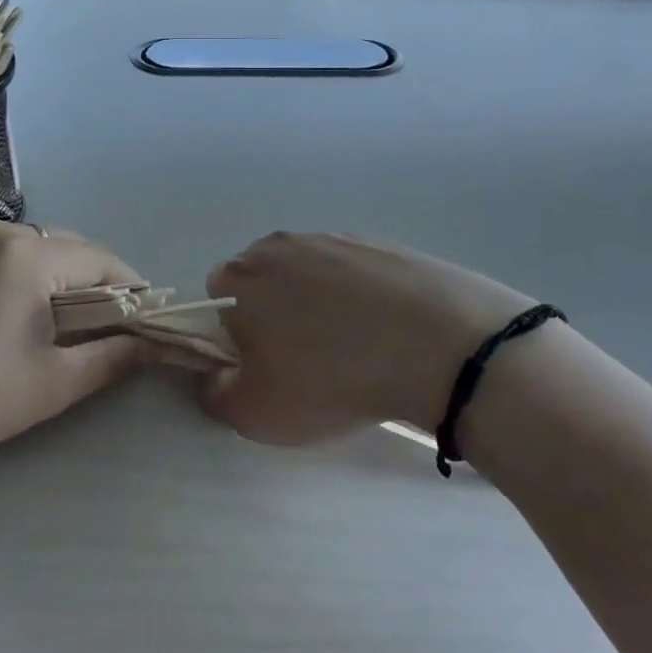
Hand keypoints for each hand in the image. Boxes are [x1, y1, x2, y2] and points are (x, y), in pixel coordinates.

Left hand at [0, 221, 145, 467]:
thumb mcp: (49, 384)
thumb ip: (109, 359)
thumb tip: (147, 345)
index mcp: (28, 254)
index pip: (100, 260)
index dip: (130, 288)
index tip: (144, 318)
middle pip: (65, 247)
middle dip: (92, 282)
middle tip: (102, 325)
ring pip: (27, 248)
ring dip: (52, 277)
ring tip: (54, 321)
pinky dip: (13, 276)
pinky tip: (2, 315)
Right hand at [204, 232, 537, 445]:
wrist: (436, 344)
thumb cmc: (329, 378)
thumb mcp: (254, 413)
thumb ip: (215, 393)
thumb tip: (215, 375)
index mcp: (240, 277)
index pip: (217, 298)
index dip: (234, 334)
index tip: (263, 364)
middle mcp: (279, 246)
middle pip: (263, 279)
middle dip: (274, 313)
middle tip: (305, 359)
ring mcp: (334, 239)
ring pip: (310, 274)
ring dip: (319, 304)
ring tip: (353, 348)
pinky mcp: (380, 244)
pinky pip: (355, 273)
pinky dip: (361, 297)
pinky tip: (386, 331)